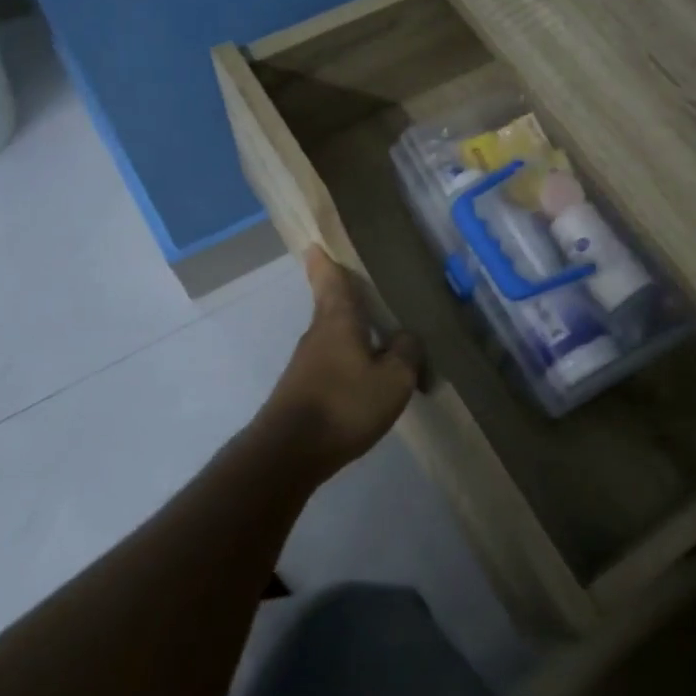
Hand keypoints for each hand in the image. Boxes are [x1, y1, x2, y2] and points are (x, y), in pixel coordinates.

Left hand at [257, 247, 422, 475]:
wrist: (289, 452)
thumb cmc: (344, 405)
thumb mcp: (393, 379)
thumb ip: (406, 352)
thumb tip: (406, 336)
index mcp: (338, 320)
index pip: (330, 280)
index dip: (324, 262)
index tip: (315, 244)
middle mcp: (318, 334)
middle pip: (332, 307)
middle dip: (347, 298)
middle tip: (369, 289)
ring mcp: (306, 364)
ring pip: (334, 337)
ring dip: (353, 334)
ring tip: (382, 338)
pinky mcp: (303, 389)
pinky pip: (333, 364)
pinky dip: (350, 362)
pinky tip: (368, 378)